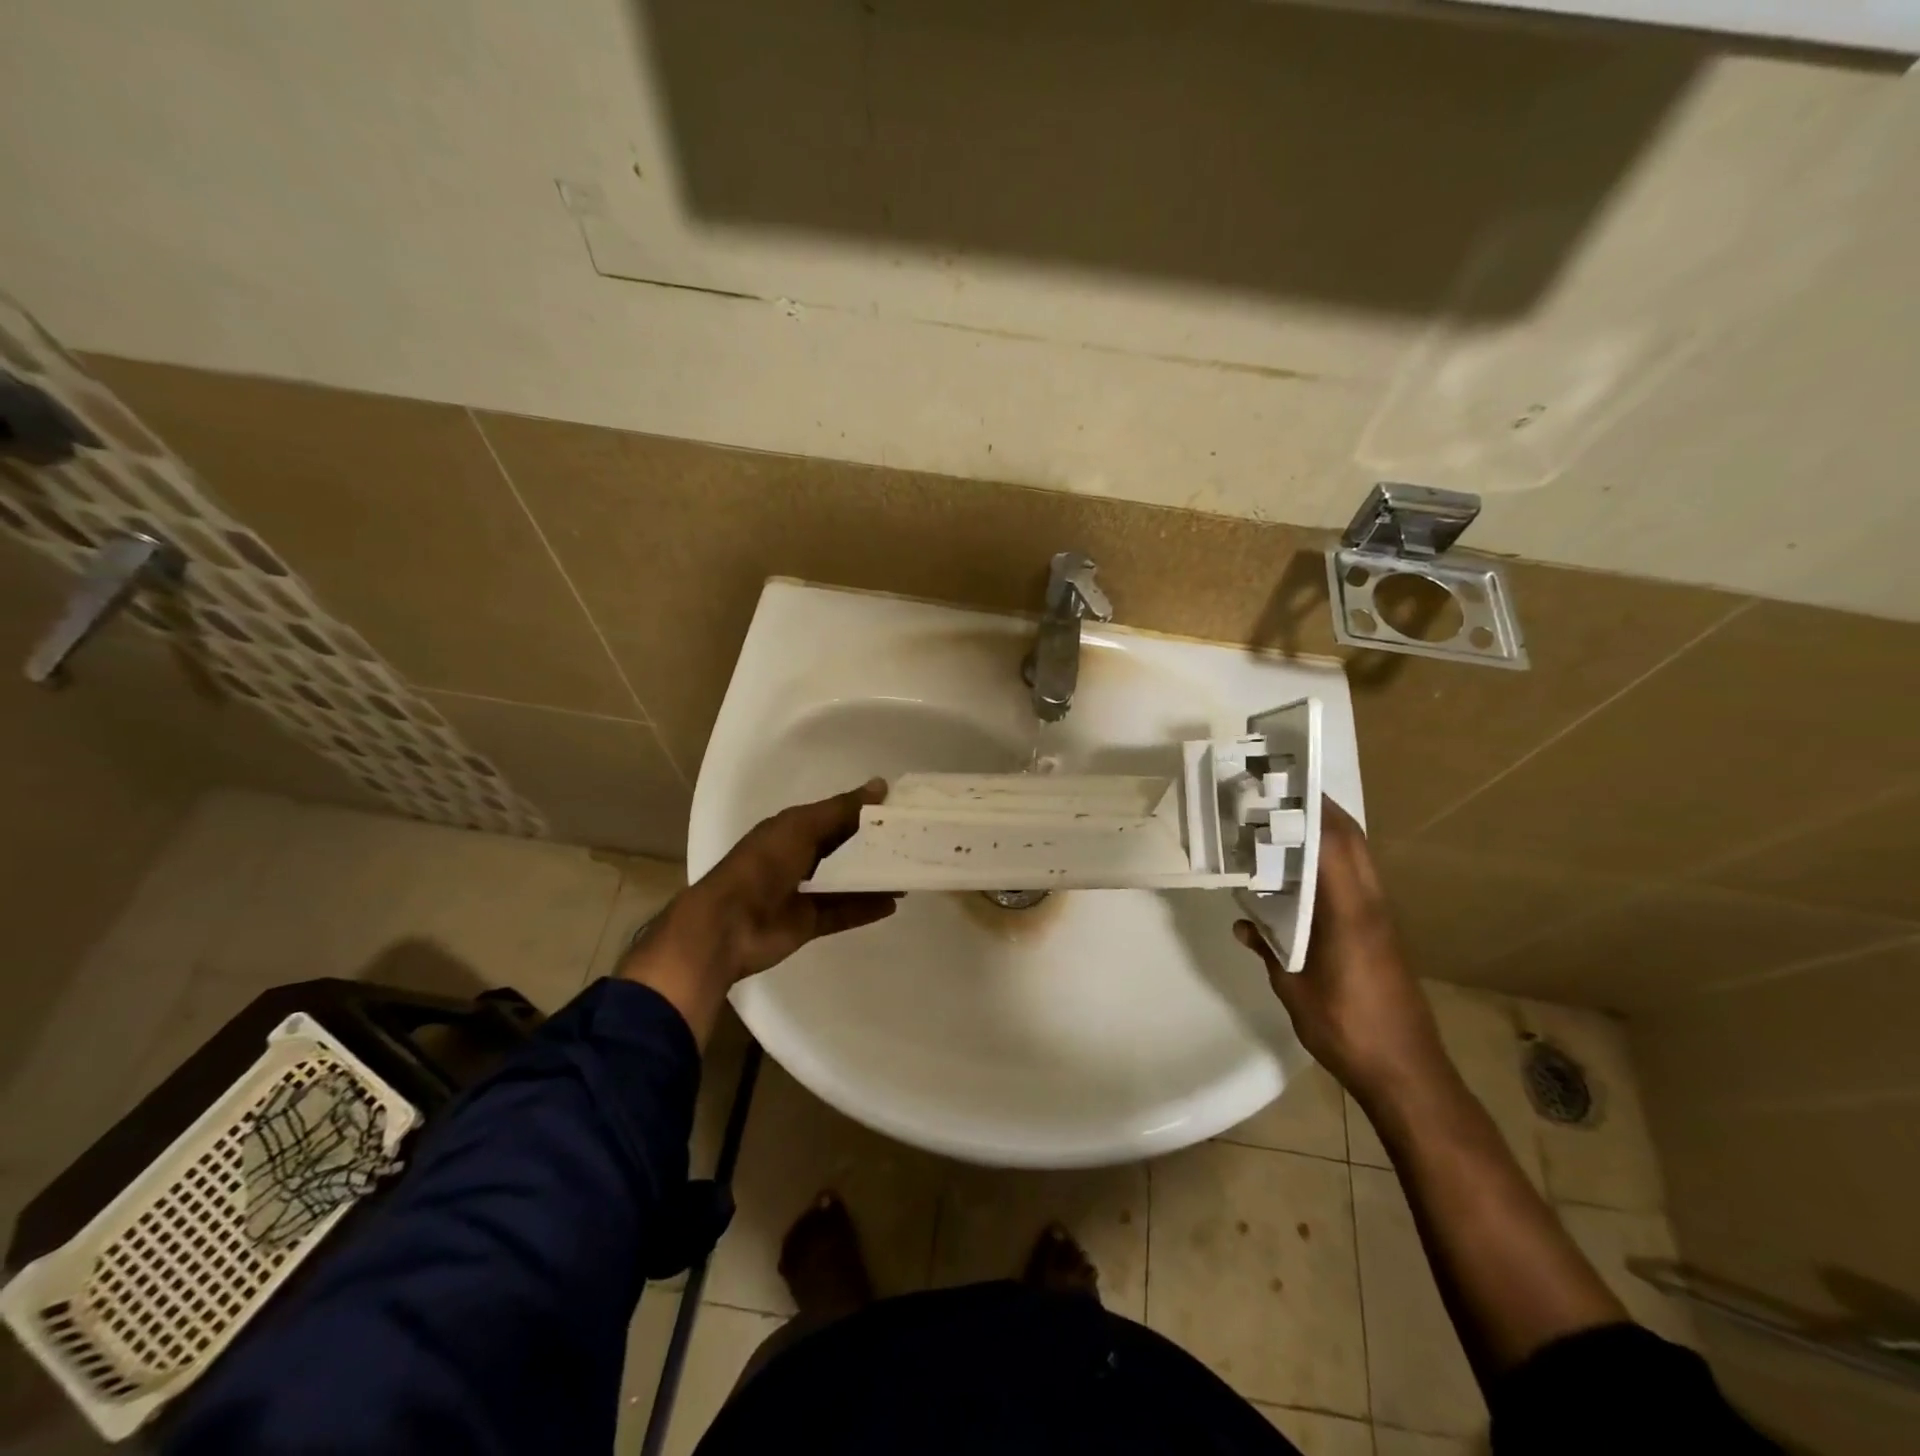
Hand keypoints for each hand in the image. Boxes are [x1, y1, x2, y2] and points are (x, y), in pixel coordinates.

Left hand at [620, 780, 898, 1043]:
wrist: (727, 925)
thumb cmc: (763, 865)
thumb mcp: (802, 827)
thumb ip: (842, 809)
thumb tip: (881, 785)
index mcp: (793, 830)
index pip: (837, 816)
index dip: (866, 813)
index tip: (902, 811)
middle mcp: (799, 857)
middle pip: (844, 849)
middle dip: (874, 847)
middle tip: (913, 843)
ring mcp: (803, 892)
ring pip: (847, 882)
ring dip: (874, 878)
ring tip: (909, 874)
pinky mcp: (808, 922)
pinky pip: (843, 912)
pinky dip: (866, 908)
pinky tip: (893, 903)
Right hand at [1233, 797, 1447, 1101]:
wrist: (1407, 1072)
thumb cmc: (1346, 1028)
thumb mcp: (1293, 988)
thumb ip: (1268, 949)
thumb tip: (1243, 924)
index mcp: (1349, 912)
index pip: (1333, 843)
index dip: (1309, 809)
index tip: (1278, 785)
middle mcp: (1370, 905)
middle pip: (1352, 840)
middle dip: (1320, 810)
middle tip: (1278, 795)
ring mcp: (1380, 918)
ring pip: (1358, 857)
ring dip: (1328, 833)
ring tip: (1284, 823)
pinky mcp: (1382, 933)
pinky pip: (1357, 879)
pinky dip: (1333, 860)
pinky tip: (1303, 872)